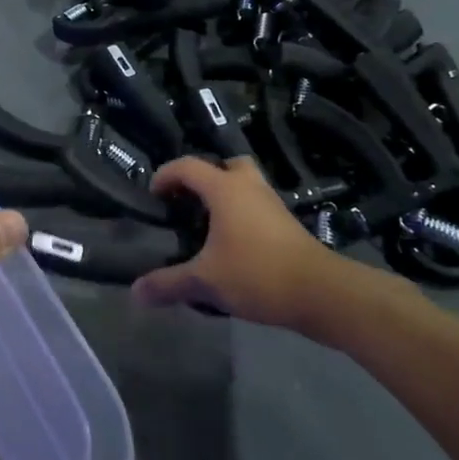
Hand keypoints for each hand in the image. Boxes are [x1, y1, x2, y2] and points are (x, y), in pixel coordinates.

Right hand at [132, 156, 366, 328]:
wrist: (323, 293)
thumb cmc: (257, 274)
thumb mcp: (205, 281)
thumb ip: (169, 283)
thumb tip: (135, 292)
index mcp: (224, 189)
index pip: (187, 165)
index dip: (165, 175)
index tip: (153, 196)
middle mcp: (249, 187)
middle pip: (225, 166)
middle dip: (204, 179)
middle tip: (188, 203)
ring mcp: (272, 204)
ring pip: (245, 186)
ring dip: (225, 198)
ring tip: (207, 226)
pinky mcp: (287, 225)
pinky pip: (257, 207)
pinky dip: (241, 216)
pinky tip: (231, 246)